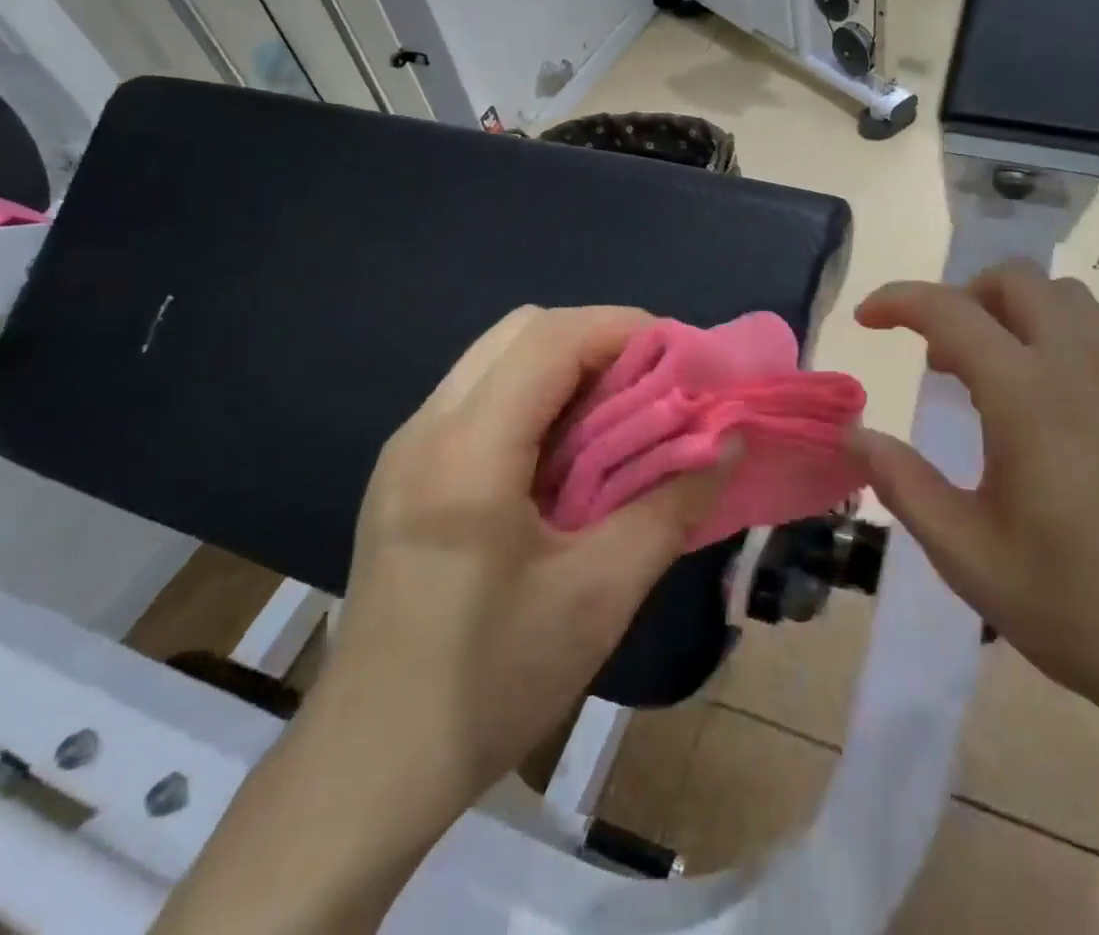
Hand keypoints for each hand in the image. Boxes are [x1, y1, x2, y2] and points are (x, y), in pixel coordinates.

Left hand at [299, 305, 727, 828]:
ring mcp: (406, 448)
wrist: (369, 770)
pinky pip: (481, 395)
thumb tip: (729, 441)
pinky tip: (568, 451)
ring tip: (620, 413)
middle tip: (655, 384)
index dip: (624, 329)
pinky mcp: (404, 472)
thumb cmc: (490, 684)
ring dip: (568, 365)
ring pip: (499, 357)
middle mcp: (426, 430)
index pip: (550, 339)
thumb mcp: (601, 596)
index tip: (683, 360)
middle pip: (521, 329)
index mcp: (466, 454)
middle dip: (599, 339)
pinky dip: (538, 394)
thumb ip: (672, 505)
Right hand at [852, 262, 1098, 713]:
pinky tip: (1036, 407)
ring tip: (984, 373)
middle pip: (1016, 280)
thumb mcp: (967, 554)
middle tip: (935, 353)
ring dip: (1010, 310)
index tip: (867, 319)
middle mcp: (1080, 367)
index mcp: (1029, 396)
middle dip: (961, 295)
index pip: (952, 311)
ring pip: (1062, 297)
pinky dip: (1047, 335)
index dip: (899, 300)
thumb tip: (855, 434)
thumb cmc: (1076, 606)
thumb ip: (903, 483)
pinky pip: (1092, 334)